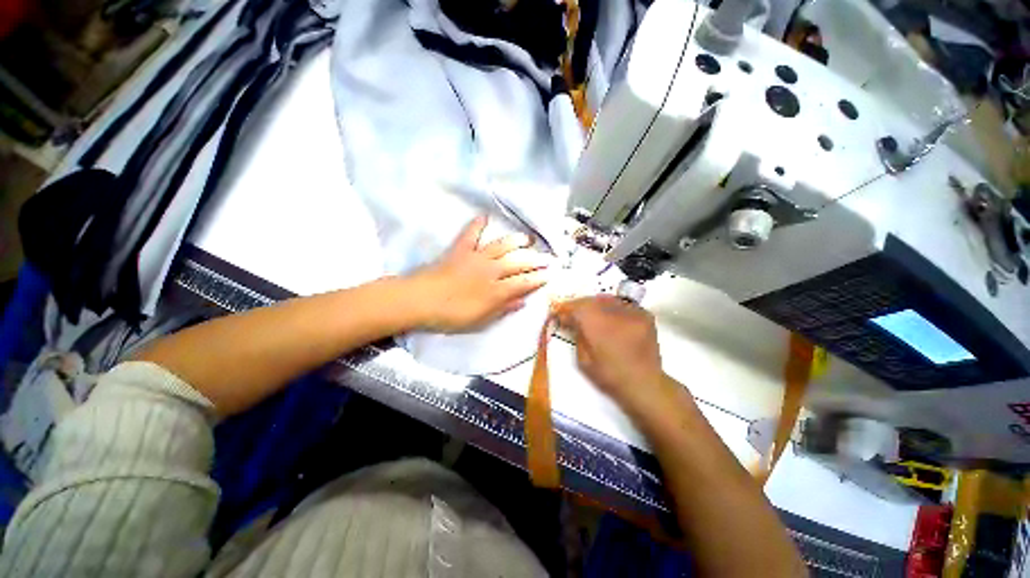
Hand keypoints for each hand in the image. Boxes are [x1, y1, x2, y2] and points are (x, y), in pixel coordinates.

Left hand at [409, 216, 550, 332]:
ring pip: (501, 246)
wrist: (420, 300)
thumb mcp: (480, 320)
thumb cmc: (451, 315)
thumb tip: (523, 301)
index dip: (538, 279)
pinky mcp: (460, 250)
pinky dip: (477, 224)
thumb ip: (503, 309)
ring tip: (527, 239)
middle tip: (547, 258)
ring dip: (516, 241)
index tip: (549, 275)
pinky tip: (484, 216)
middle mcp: (491, 270)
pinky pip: (471, 234)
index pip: (523, 283)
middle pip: (518, 262)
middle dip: (535, 260)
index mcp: (496, 290)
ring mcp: (476, 257)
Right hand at [556, 295, 668, 412]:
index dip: (566, 308)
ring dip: (595, 304)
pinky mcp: (644, 315)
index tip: (559, 313)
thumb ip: (577, 334)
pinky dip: (612, 308)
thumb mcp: (583, 359)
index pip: (577, 307)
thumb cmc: (609, 375)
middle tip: (573, 314)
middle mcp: (615, 313)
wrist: (644, 384)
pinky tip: (610, 318)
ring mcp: (632, 312)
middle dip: (579, 305)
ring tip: (591, 315)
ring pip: (607, 299)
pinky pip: (622, 304)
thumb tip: (570, 319)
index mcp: (598, 326)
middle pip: (591, 300)